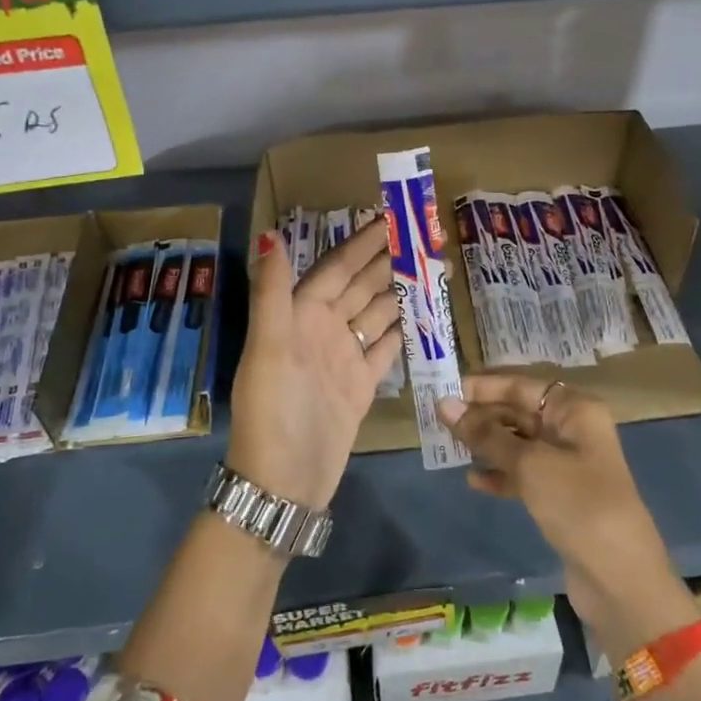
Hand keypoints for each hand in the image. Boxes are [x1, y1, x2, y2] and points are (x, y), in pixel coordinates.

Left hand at [229, 222, 401, 509]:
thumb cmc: (274, 410)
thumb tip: (271, 234)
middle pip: (360, 286)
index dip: (361, 243)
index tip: (390, 218)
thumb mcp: (268, 349)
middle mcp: (322, 330)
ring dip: (400, 291)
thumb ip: (272, 293)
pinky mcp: (361, 385)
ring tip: (433, 269)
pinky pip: (385, 348)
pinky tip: (424, 314)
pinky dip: (402, 330)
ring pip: (376, 313)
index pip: (336, 268)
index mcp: (299, 315)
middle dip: (387, 261)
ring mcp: (343, 358)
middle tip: (423, 237)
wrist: (283, 482)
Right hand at [440, 375, 693, 658]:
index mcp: (574, 410)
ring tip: (448, 447)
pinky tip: (473, 481)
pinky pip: (523, 474)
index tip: (443, 391)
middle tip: (438, 421)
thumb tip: (445, 405)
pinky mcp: (560, 497)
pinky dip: (500, 474)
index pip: (520, 385)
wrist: (621, 580)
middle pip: (519, 412)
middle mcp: (572, 430)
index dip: (483, 386)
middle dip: (481, 415)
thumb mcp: (530, 464)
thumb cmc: (578, 505)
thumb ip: (486, 435)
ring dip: (486, 445)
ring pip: (518, 444)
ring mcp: (567, 465)